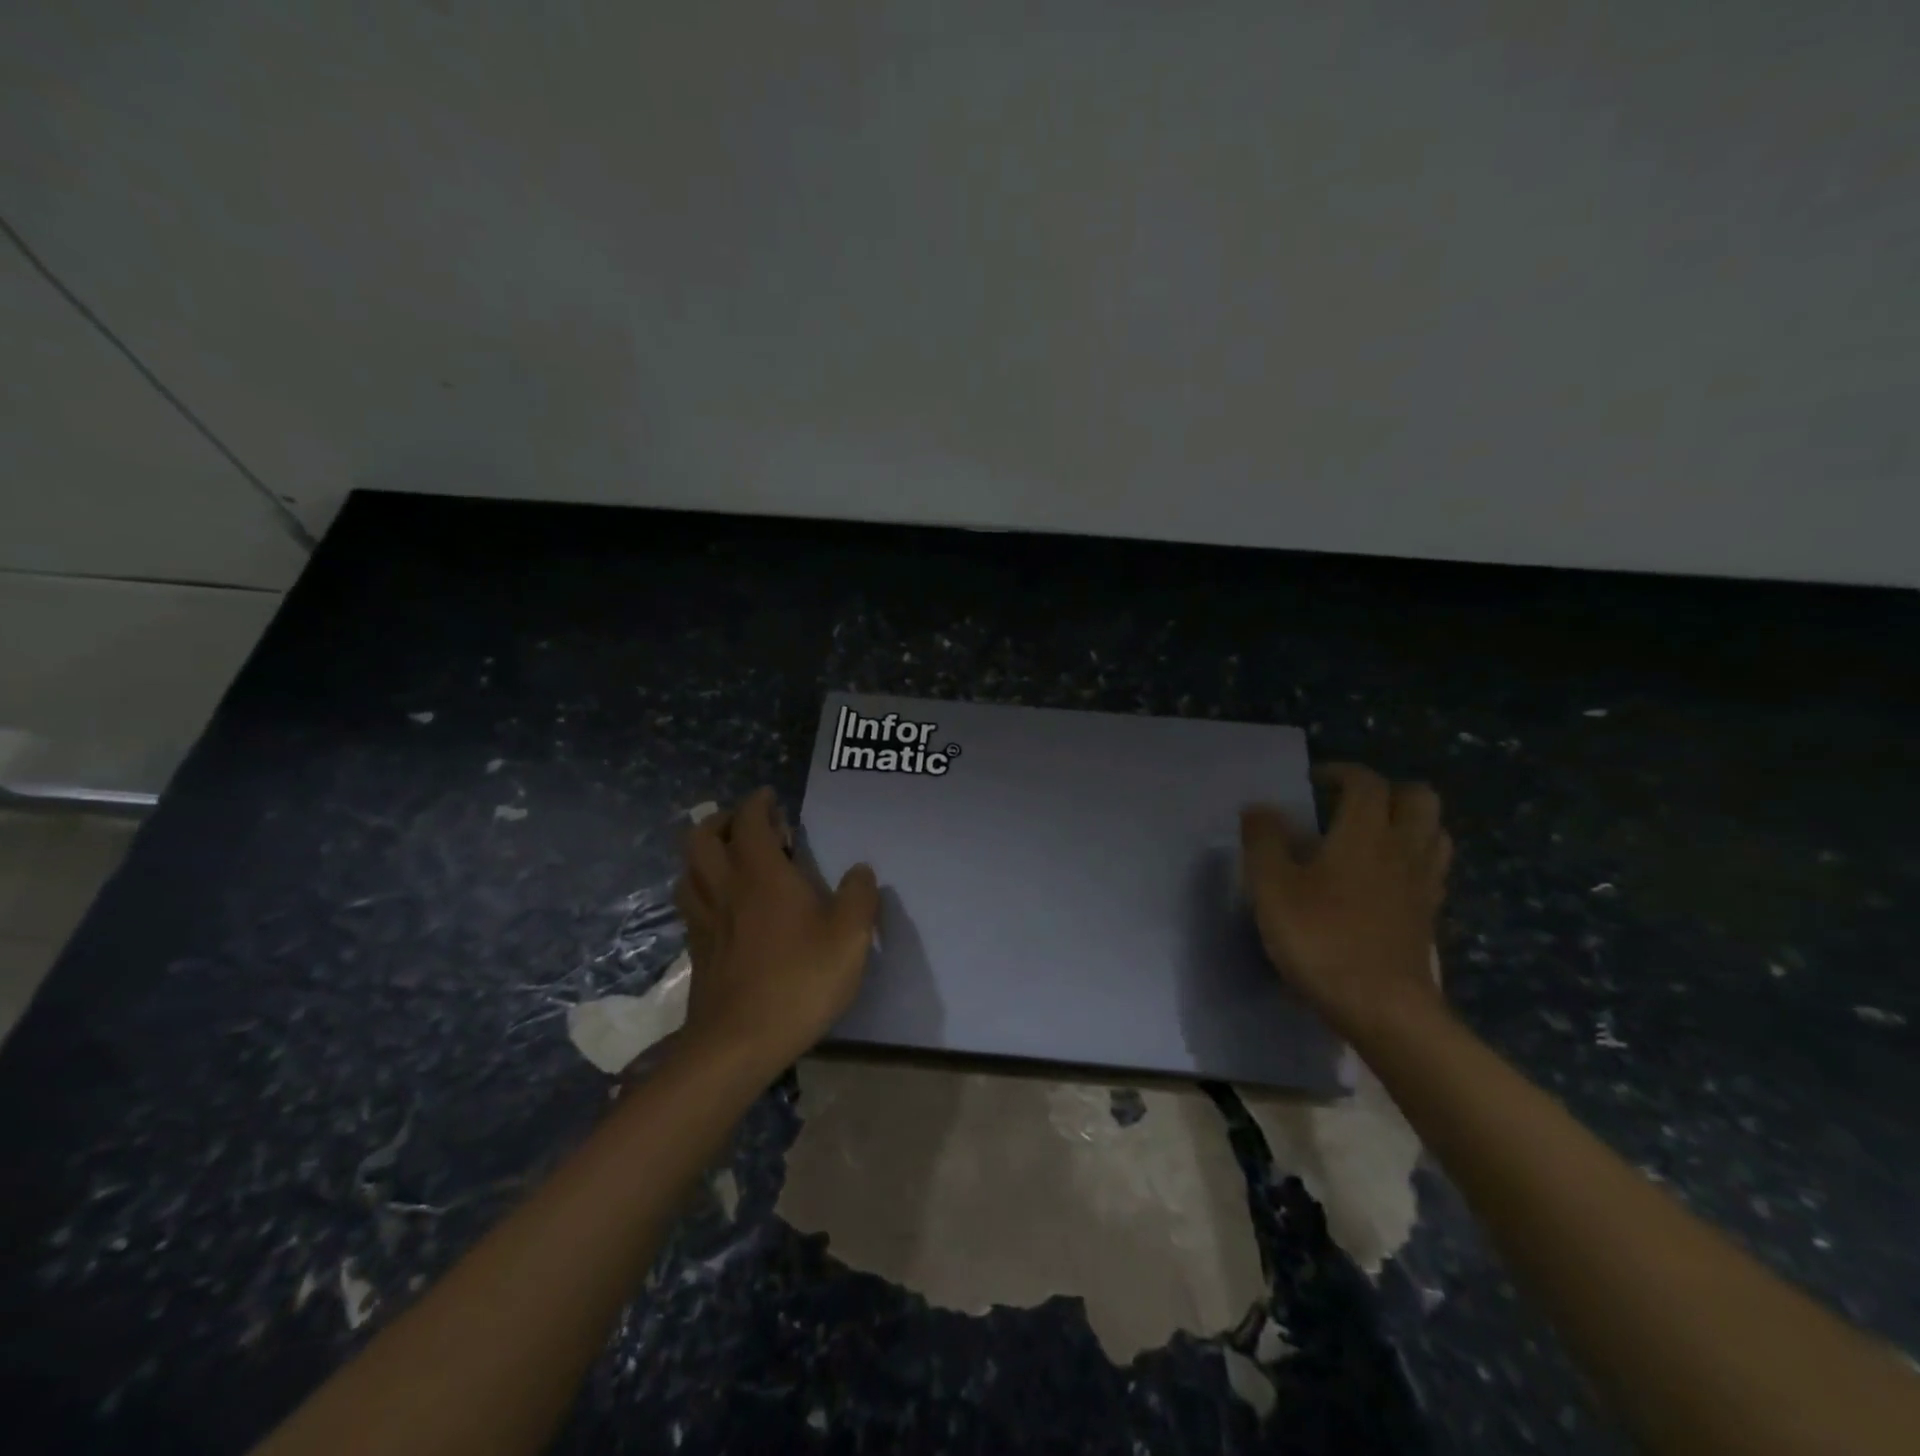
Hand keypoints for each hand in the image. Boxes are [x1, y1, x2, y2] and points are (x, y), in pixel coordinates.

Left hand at [673, 787, 879, 1076]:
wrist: (739, 1042)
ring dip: (704, 853)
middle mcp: (726, 888)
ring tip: (728, 859)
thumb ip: (860, 897)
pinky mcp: (696, 950)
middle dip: (720, 820)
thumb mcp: (850, 938)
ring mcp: (705, 920)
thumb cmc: (800, 981)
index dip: (757, 803)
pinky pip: (690, 903)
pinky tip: (722, 905)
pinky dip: (701, 889)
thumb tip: (860, 870)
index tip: (769, 797)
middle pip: (701, 838)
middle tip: (745, 824)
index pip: (748, 822)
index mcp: (762, 875)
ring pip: (688, 870)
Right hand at [1240, 763, 1450, 1039]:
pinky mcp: (1429, 915)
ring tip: (1372, 835)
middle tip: (1350, 803)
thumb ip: (1264, 842)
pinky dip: (1414, 858)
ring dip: (1408, 821)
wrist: (1382, 1008)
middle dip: (1387, 790)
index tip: (1314, 781)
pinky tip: (1385, 878)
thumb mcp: (1272, 888)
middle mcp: (1402, 849)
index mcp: (1364, 834)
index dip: (1341, 772)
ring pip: (1434, 832)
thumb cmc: (1321, 940)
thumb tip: (1259, 808)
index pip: (1366, 782)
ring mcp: (1422, 883)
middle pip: (1418, 797)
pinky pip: (1432, 869)